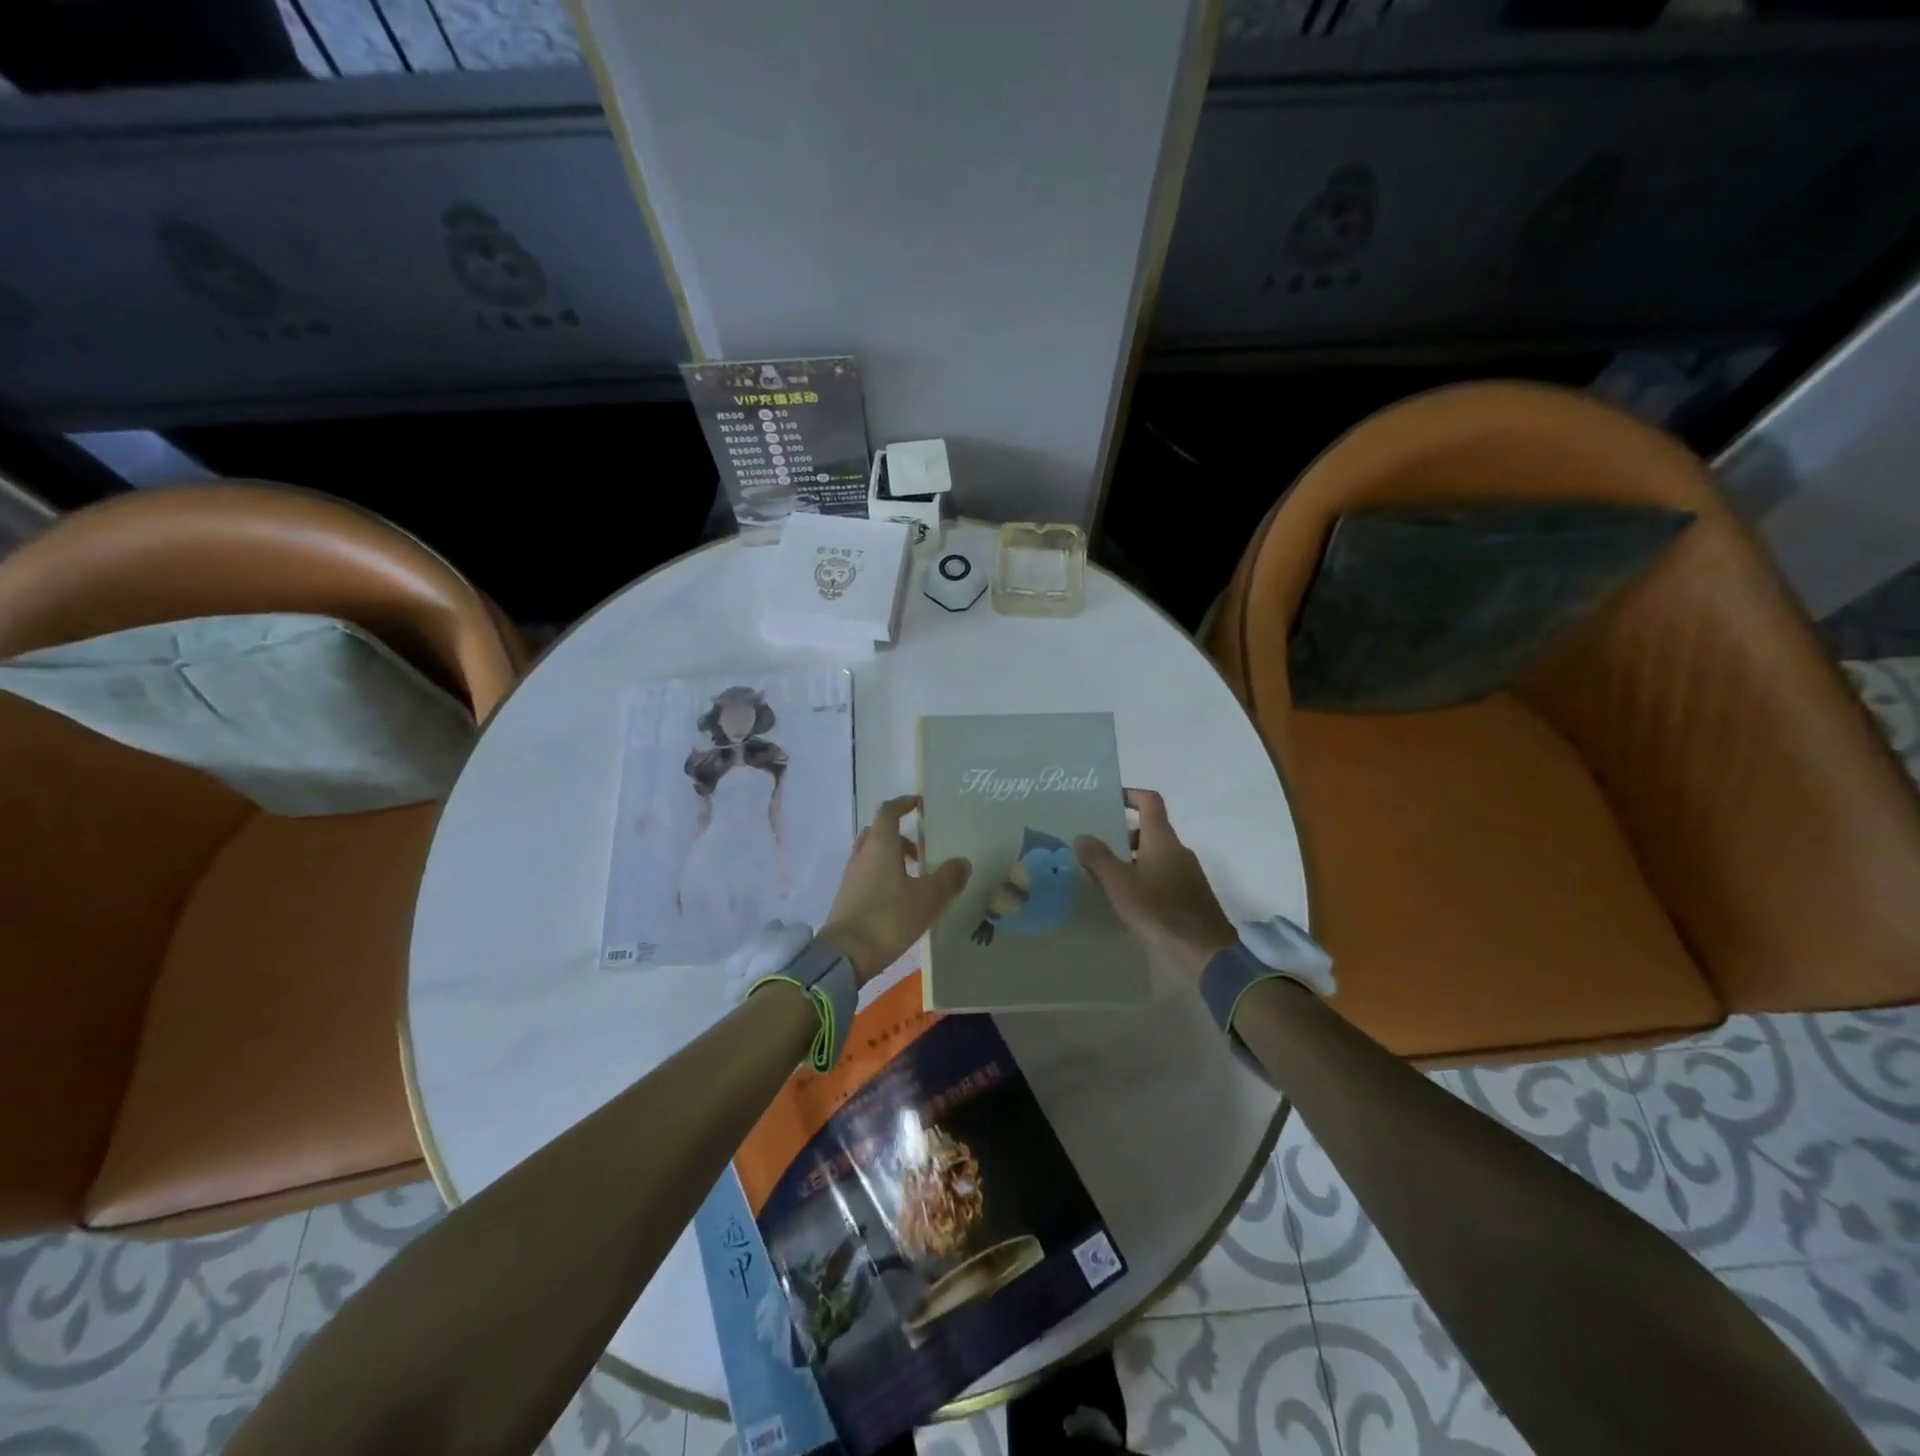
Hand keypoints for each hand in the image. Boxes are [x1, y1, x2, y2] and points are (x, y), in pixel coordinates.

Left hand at [820, 796, 970, 984]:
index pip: (888, 812)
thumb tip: (962, 862)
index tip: (919, 805)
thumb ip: (948, 878)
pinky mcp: (847, 897)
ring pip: (873, 855)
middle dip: (901, 836)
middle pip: (879, 833)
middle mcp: (862, 854)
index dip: (903, 804)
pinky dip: (884, 876)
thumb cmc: (888, 918)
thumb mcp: (927, 899)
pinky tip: (901, 898)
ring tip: (916, 877)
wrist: (845, 956)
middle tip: (922, 850)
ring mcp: (851, 876)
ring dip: (893, 858)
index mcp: (880, 845)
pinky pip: (868, 874)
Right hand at [1075, 788, 1234, 980]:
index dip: (1130, 794)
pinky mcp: (1191, 895)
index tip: (1110, 799)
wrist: (1204, 952)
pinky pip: (1164, 875)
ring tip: (1107, 876)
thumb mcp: (1119, 884)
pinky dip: (1145, 878)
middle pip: (1150, 830)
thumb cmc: (1158, 910)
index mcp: (1162, 839)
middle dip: (1123, 835)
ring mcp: (1188, 873)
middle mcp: (1178, 850)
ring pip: (1156, 855)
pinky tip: (1129, 900)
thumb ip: (1098, 858)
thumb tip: (1082, 837)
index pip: (1150, 801)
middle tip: (1097, 846)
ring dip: (1132, 859)